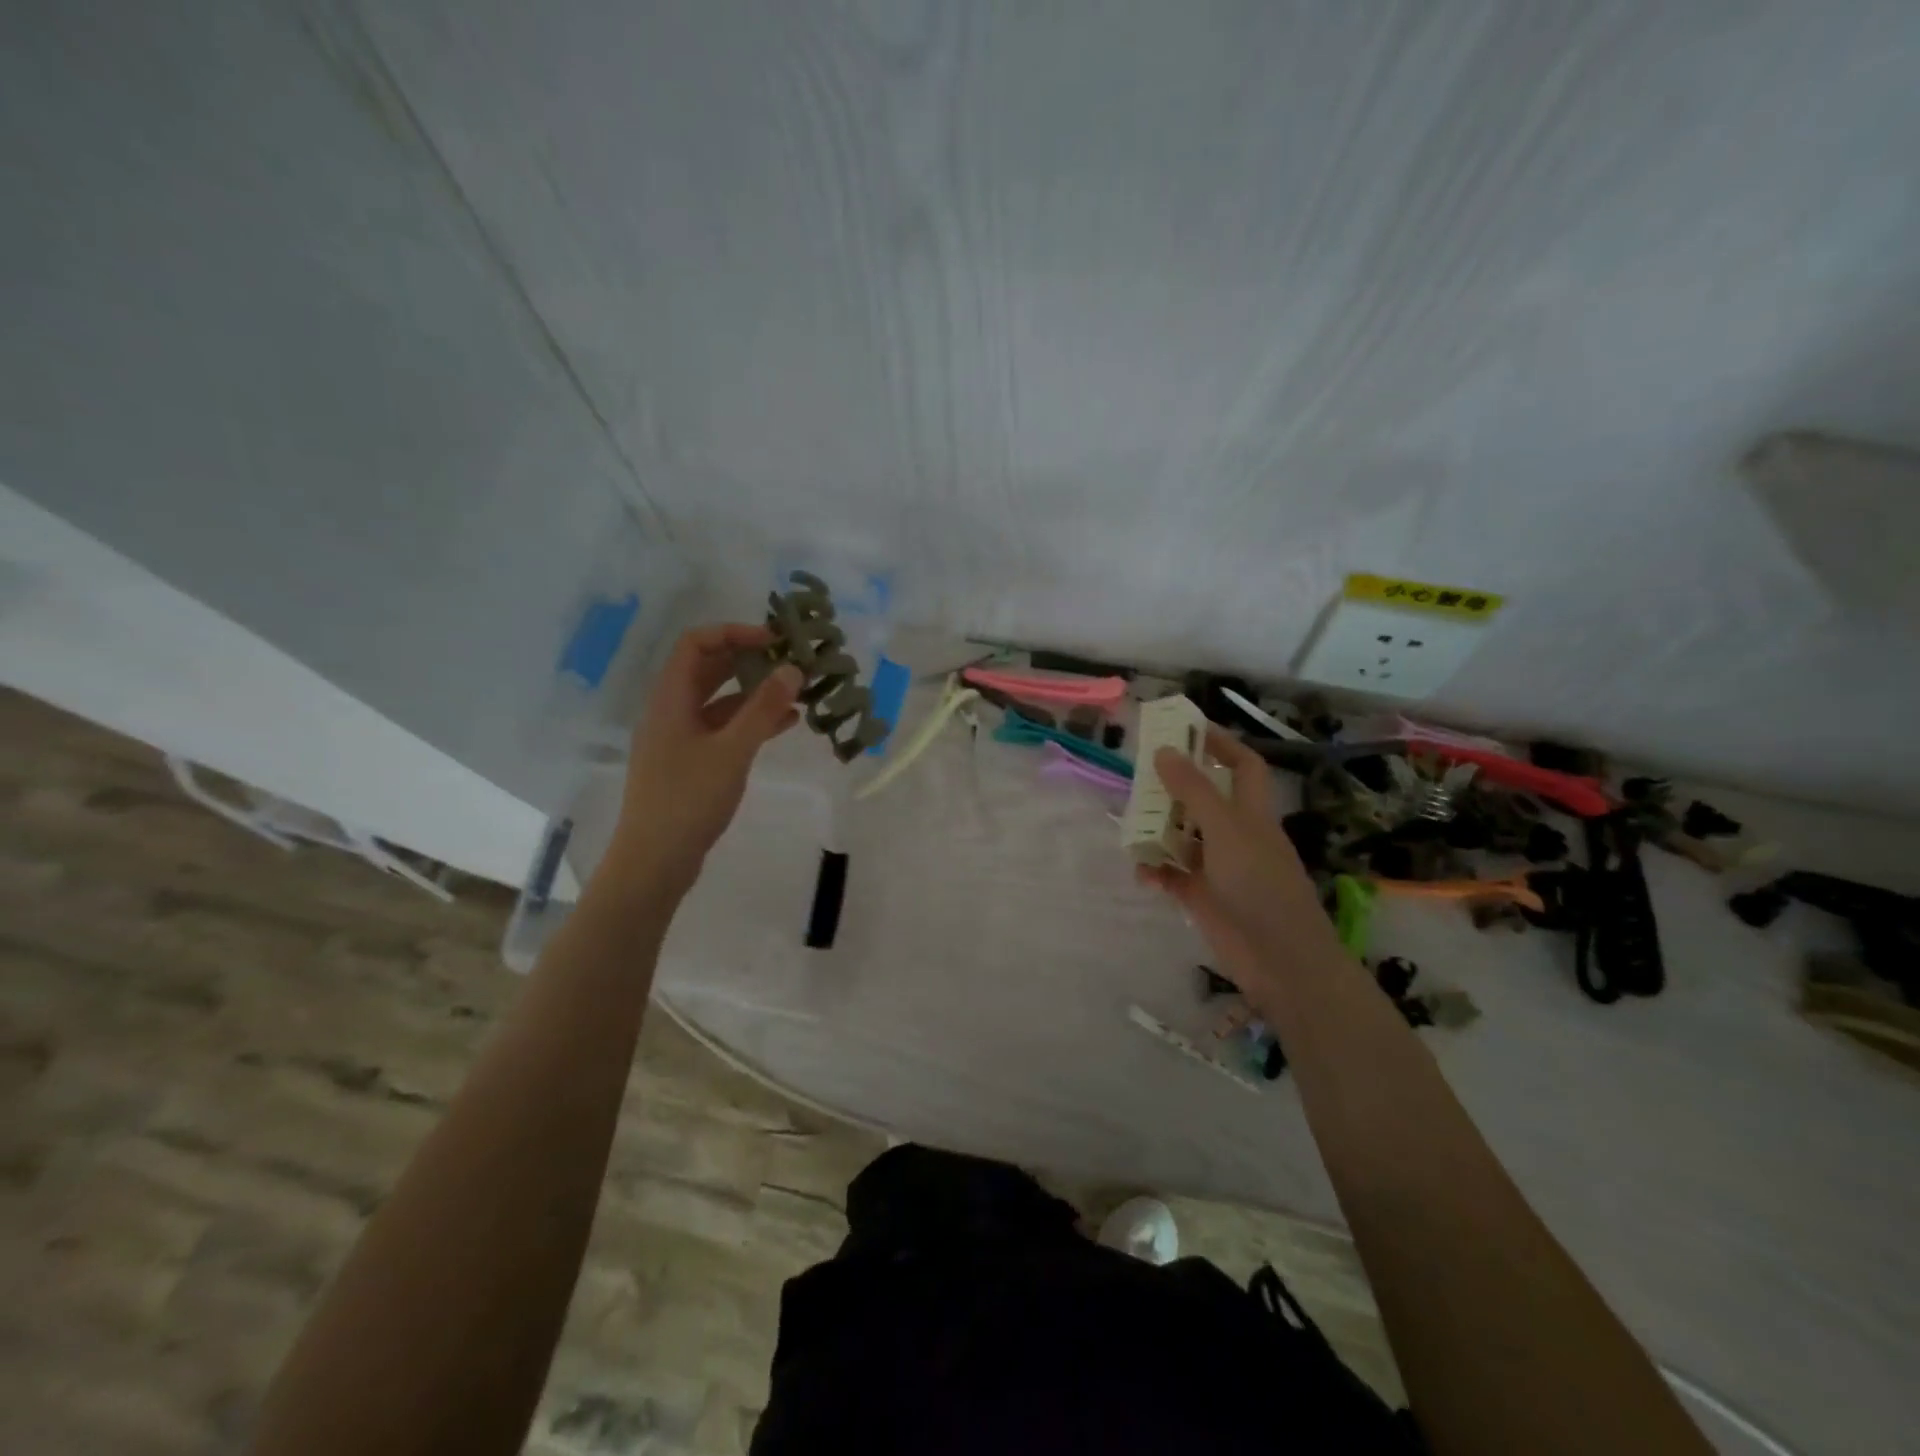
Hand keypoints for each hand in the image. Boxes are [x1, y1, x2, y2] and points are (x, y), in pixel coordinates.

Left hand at [604, 623, 801, 897]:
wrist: (654, 861)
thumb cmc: (689, 799)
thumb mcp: (732, 750)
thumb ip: (763, 708)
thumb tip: (793, 669)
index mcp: (670, 698)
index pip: (696, 644)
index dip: (735, 633)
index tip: (775, 641)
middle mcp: (671, 711)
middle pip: (708, 669)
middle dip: (750, 661)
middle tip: (791, 662)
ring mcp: (679, 738)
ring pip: (719, 700)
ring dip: (755, 692)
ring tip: (797, 692)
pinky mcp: (690, 763)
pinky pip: (723, 729)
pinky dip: (751, 722)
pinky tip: (785, 725)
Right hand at [1142, 729, 1339, 990]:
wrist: (1281, 960)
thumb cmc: (1260, 885)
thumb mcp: (1226, 830)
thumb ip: (1194, 791)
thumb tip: (1164, 751)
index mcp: (1250, 811)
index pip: (1241, 765)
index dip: (1219, 743)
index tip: (1184, 728)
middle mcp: (1235, 833)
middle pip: (1202, 798)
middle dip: (1173, 787)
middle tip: (1138, 777)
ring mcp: (1218, 866)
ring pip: (1182, 836)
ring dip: (1157, 832)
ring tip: (1130, 828)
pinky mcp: (1203, 896)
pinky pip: (1172, 874)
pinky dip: (1156, 871)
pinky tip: (1143, 874)